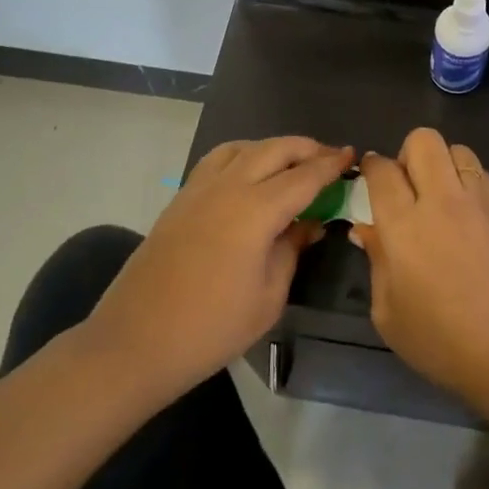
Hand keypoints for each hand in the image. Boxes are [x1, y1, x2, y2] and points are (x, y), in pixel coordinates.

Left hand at [89, 138, 353, 398]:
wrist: (136, 341)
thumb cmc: (212, 328)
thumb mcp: (268, 297)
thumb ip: (292, 250)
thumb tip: (310, 223)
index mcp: (256, 210)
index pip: (304, 176)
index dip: (331, 165)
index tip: (352, 156)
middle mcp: (228, 186)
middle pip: (275, 149)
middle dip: (307, 148)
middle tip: (330, 158)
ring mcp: (199, 189)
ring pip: (244, 147)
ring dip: (273, 147)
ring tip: (291, 163)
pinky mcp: (180, 198)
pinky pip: (218, 160)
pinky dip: (243, 155)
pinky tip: (249, 175)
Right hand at [355, 129, 488, 436]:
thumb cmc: (444, 343)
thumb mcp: (390, 315)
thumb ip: (377, 263)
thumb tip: (367, 230)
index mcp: (403, 225)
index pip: (381, 170)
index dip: (371, 167)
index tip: (369, 177)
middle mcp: (441, 200)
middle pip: (423, 140)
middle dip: (407, 153)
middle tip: (406, 185)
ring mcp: (479, 201)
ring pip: (457, 149)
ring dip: (442, 163)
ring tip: (439, 195)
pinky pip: (482, 173)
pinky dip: (468, 180)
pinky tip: (466, 212)